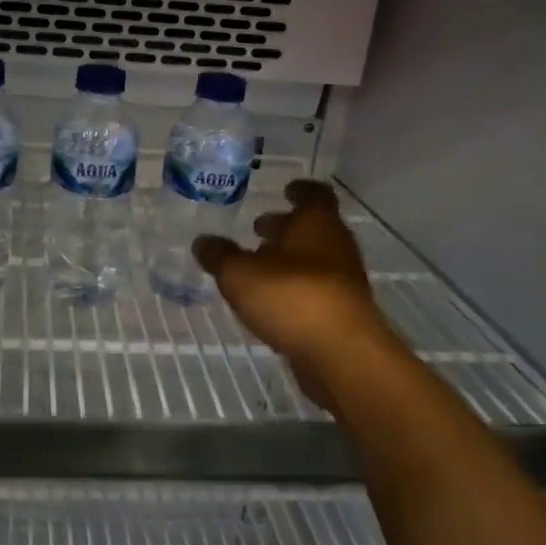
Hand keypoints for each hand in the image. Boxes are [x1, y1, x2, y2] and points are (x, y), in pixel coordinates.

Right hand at [193, 180, 393, 412]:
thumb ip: (220, 256)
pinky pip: (315, 290)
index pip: (315, 195)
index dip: (300, 190)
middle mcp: (335, 247)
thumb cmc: (291, 297)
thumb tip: (202, 242)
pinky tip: (270, 300)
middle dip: (286, 227)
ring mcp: (342, 282)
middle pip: (313, 229)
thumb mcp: (240, 274)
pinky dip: (294, 288)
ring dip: (288, 259)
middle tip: (258, 229)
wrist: (341, 354)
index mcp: (316, 224)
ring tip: (256, 266)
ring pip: (314, 260)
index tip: (286, 189)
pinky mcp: (342, 313)